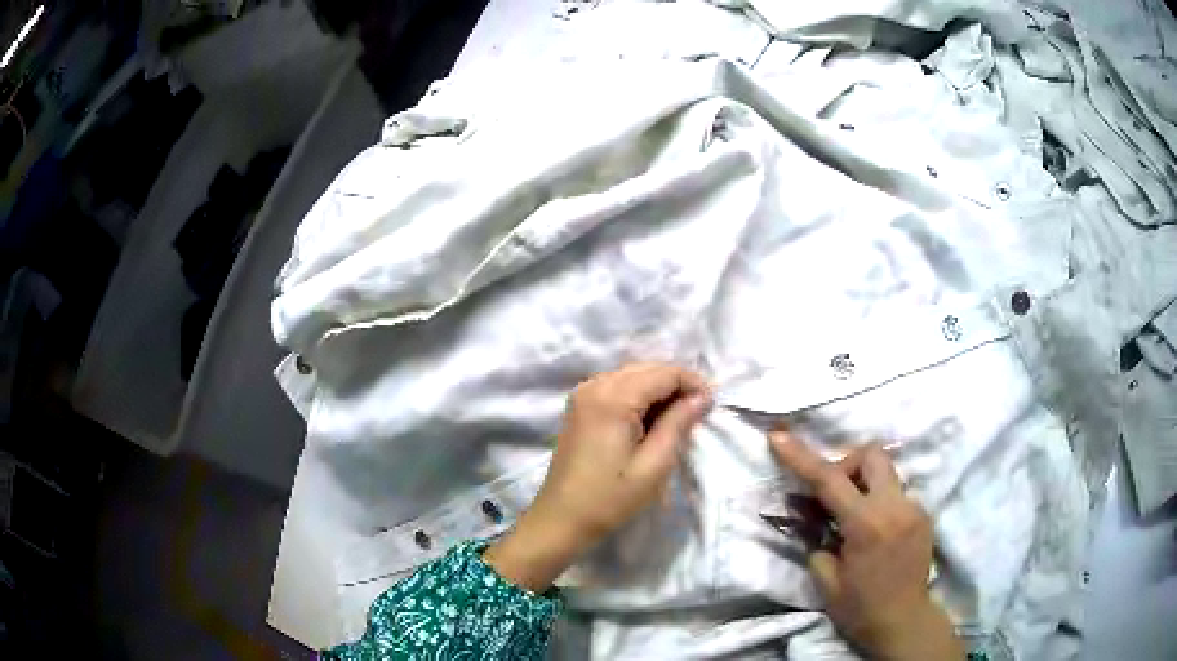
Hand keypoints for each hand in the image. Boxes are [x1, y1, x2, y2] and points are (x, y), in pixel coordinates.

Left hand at [485, 363, 711, 591]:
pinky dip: (638, 397)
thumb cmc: (610, 498)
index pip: (664, 373)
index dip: (693, 384)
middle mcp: (595, 385)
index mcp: (613, 397)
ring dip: (658, 391)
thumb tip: (702, 397)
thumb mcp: (654, 465)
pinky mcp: (579, 407)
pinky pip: (617, 388)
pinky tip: (649, 422)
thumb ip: (678, 424)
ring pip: (633, 376)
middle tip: (697, 414)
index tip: (711, 407)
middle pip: (648, 369)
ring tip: (676, 420)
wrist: (560, 519)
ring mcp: (583, 394)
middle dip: (677, 385)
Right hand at [768, 431, 964, 660]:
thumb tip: (810, 518)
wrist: (904, 622)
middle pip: (872, 455)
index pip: (830, 480)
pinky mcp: (924, 515)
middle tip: (834, 496)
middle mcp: (895, 508)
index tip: (778, 437)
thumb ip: (816, 542)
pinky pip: (898, 494)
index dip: (801, 456)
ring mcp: (914, 509)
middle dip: (848, 464)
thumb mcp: (826, 581)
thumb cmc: (860, 608)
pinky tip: (875, 532)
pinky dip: (880, 502)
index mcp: (866, 525)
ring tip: (854, 519)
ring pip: (887, 473)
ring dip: (865, 484)